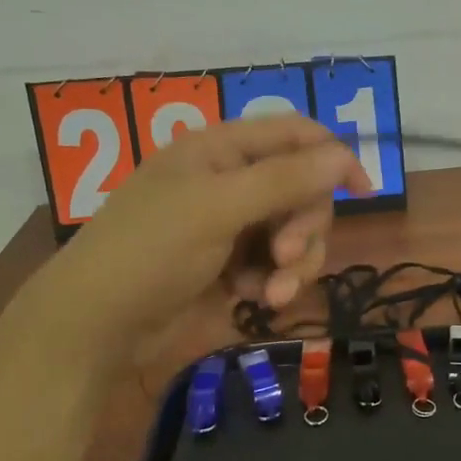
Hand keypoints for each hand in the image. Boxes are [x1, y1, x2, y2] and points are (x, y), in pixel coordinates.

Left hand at [31, 114, 370, 355]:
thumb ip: (284, 181)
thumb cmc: (150, 252)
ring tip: (272, 294)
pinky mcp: (231, 264)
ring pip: (295, 232)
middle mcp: (230, 180)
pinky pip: (276, 264)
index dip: (333, 156)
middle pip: (302, 189)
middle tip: (286, 256)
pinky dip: (273, 282)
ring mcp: (231, 224)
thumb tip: (344, 155)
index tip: (364, 191)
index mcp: (220, 149)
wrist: (96, 326)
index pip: (294, 134)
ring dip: (294, 264)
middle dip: (304, 226)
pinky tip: (252, 300)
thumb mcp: (218, 209)